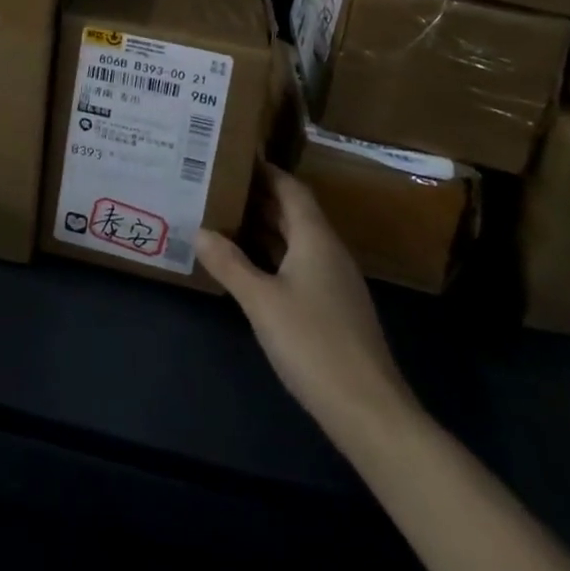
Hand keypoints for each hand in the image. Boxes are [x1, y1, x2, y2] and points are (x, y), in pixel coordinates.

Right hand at [197, 163, 412, 441]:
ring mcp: (335, 283)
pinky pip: (299, 265)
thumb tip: (199, 231)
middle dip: (258, 197)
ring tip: (224, 219)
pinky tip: (249, 268)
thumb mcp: (261, 301)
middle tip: (218, 185)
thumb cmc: (314, 344)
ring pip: (296, 241)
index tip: (234, 157)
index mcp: (316, 238)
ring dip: (264, 228)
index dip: (265, 171)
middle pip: (293, 212)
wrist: (370, 413)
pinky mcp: (334, 310)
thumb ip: (229, 264)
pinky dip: (273, 256)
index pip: (291, 188)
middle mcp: (328, 252)